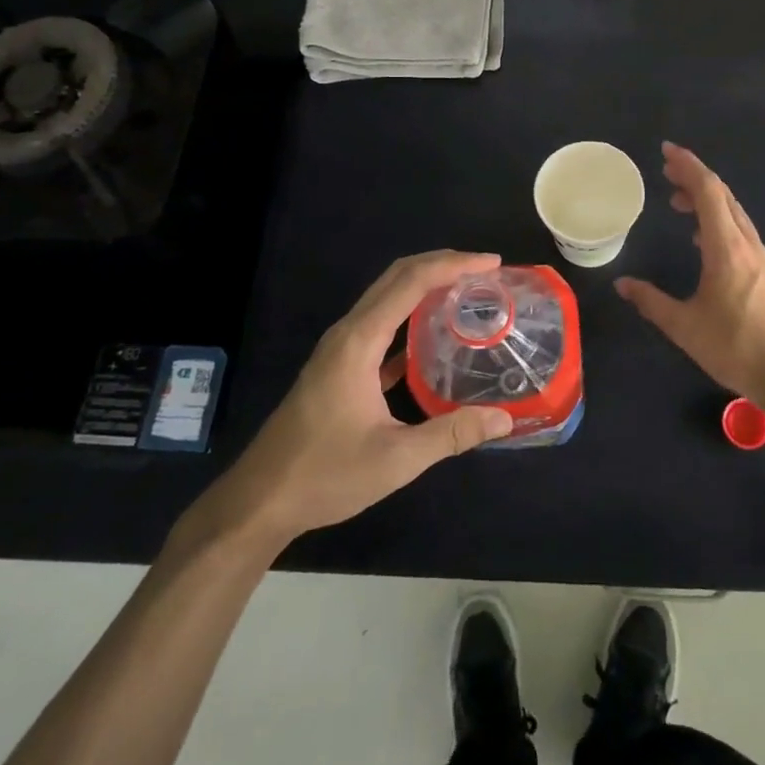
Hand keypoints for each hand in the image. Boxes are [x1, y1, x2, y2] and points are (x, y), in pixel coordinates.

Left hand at [174, 251, 512, 553]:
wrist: (260, 501)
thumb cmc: (325, 475)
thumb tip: (504, 419)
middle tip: (486, 270)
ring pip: (387, 297)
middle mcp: (348, 332)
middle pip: (397, 276)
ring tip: (466, 291)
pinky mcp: (339, 365)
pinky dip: (410, 314)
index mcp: (359, 341)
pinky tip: (434, 333)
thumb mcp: (396, 459)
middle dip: (443, 264)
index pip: (411, 282)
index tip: (492, 263)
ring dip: (426, 284)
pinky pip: (380, 323)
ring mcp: (340, 348)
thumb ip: (451, 435)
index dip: (453, 265)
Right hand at [616, 142, 764, 407]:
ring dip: (706, 198)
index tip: (667, 152)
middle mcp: (746, 243)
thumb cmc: (734, 347)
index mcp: (726, 248)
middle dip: (694, 177)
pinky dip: (717, 218)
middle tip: (666, 171)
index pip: (708, 192)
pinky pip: (739, 229)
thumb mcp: (683, 326)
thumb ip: (650, 301)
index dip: (688, 166)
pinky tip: (702, 237)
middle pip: (722, 195)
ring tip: (677, 201)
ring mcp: (760, 256)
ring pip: (733, 211)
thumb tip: (622, 284)